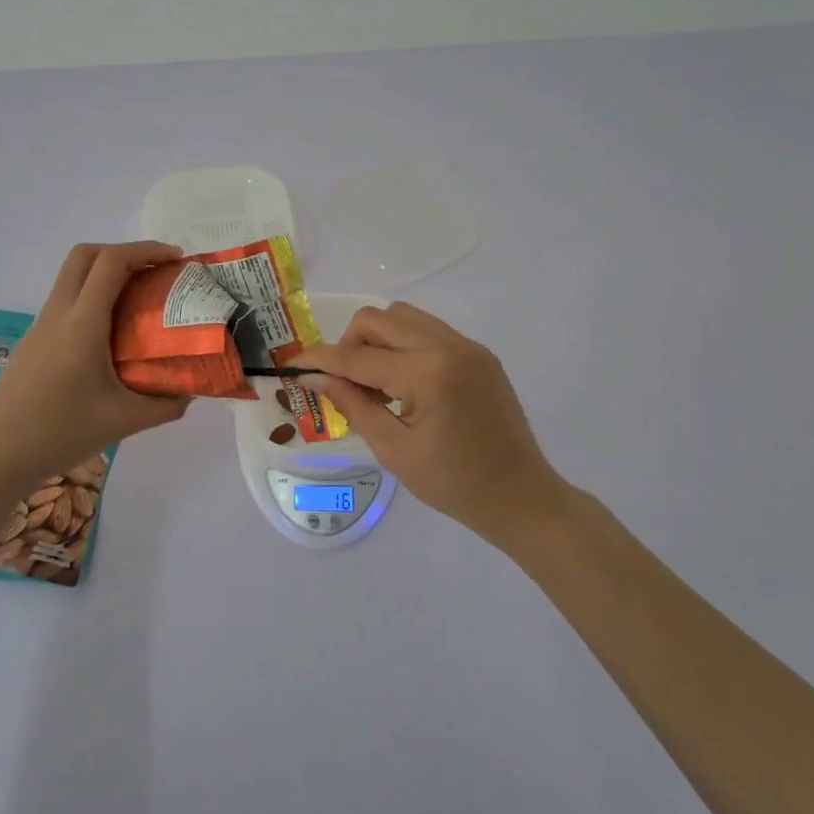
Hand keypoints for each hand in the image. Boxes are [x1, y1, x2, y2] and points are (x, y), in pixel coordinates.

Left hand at [0, 242, 190, 487]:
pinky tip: (110, 333)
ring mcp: (39, 326)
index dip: (145, 251)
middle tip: (155, 271)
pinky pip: (64, 302)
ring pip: (71, 277)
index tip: (175, 260)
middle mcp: (57, 315)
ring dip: (105, 274)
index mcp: (81, 326)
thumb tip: (190, 391)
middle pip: (85, 255)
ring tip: (138, 300)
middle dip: (123, 252)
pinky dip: (91, 297)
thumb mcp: (123, 422)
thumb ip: (164, 405)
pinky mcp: (32, 341)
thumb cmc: (61, 435)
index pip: (111, 264)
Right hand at [293, 303, 562, 547]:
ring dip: (377, 340)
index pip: (359, 358)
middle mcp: (449, 346)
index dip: (321, 360)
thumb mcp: (394, 450)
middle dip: (350, 344)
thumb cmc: (454, 484)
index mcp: (429, 374)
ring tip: (375, 383)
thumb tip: (316, 377)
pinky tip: (403, 383)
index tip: (293, 364)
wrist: (520, 496)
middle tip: (344, 383)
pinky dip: (403, 345)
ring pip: (403, 317)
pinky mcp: (478, 353)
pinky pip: (428, 330)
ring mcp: (468, 346)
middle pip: (378, 319)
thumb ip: (353, 406)